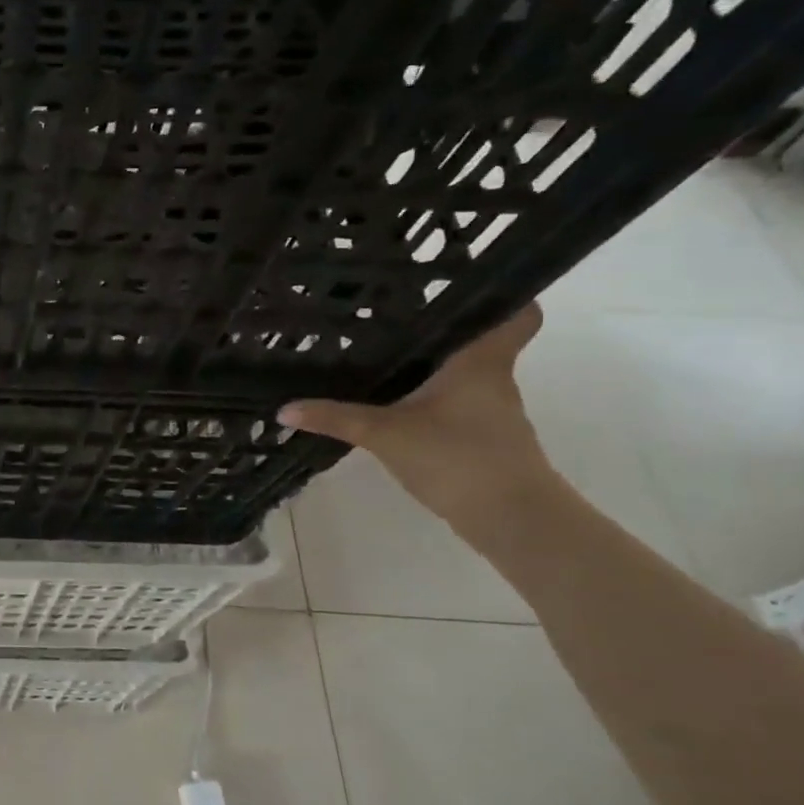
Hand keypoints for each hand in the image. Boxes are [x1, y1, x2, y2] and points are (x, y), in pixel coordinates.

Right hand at [278, 303, 550, 528]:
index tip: (465, 284)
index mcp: (481, 362)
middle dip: (442, 331)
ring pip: (465, 375)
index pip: (519, 313)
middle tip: (395, 316)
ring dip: (433, 368)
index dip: (502, 295)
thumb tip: (284, 408)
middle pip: (479, 341)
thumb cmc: (459, 458)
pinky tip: (396, 407)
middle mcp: (494, 379)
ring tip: (384, 357)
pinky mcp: (484, 439)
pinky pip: (456, 405)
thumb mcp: (385, 434)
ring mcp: (493, 412)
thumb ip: (335, 417)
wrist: (512, 520)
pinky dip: (432, 401)